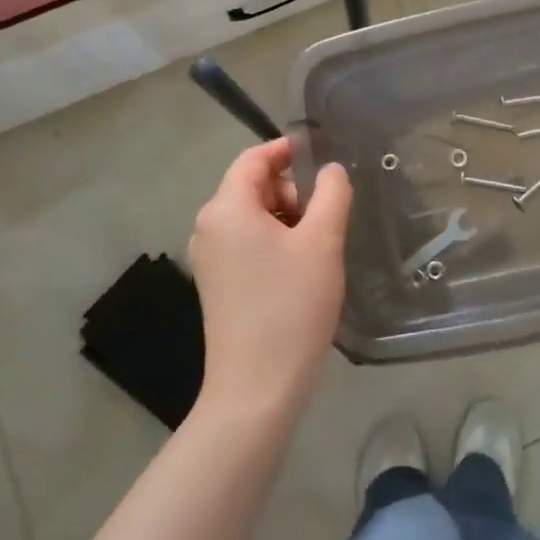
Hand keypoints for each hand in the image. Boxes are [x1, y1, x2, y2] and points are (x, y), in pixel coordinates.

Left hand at [185, 139, 352, 418]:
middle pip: (252, 186)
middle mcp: (208, 227)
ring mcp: (209, 258)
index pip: (253, 159)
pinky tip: (300, 271)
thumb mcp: (322, 242)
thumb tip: (330, 170)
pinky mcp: (217, 284)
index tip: (322, 158)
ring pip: (252, 217)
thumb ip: (331, 194)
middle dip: (291, 191)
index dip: (287, 151)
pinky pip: (246, 244)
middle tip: (326, 217)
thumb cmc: (291, 306)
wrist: (257, 388)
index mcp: (226, 208)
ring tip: (318, 248)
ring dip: (287, 219)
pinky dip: (274, 242)